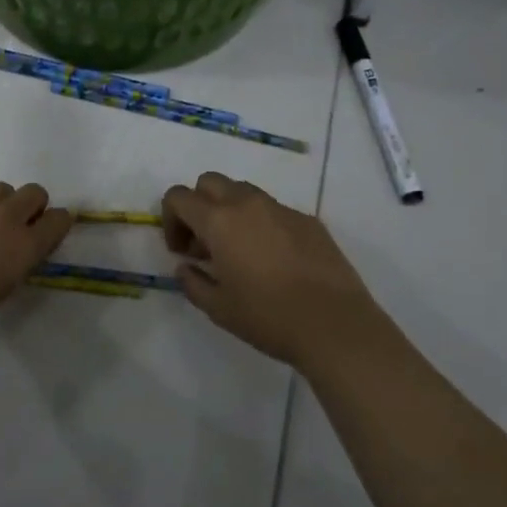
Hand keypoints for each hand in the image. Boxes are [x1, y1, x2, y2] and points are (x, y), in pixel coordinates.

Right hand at [162, 173, 386, 369]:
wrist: (335, 324)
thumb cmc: (268, 317)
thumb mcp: (218, 308)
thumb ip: (193, 282)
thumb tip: (186, 267)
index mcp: (219, 221)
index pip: (179, 197)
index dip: (170, 220)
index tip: (181, 251)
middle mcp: (248, 204)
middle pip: (210, 182)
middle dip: (199, 205)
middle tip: (204, 244)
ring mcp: (281, 209)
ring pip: (243, 191)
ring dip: (230, 211)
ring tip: (238, 250)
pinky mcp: (308, 220)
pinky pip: (274, 210)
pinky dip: (261, 224)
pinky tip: (273, 260)